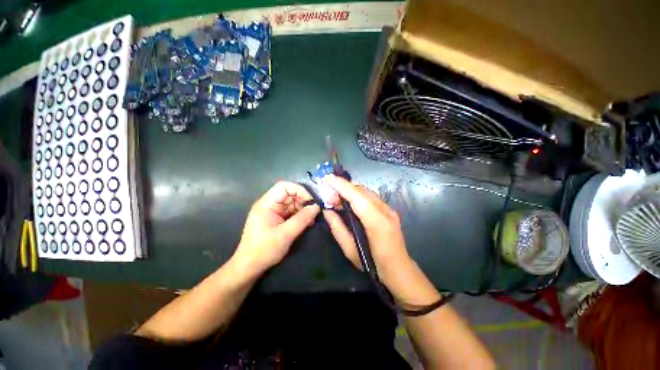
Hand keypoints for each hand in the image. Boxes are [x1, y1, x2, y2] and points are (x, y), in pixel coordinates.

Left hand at [233, 181, 319, 274]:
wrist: (249, 267)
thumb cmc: (264, 250)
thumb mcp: (286, 234)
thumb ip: (302, 219)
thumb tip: (317, 207)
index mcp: (266, 204)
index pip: (284, 187)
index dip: (299, 190)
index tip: (311, 201)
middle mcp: (269, 205)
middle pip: (289, 195)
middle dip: (303, 201)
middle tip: (314, 212)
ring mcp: (273, 212)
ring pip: (292, 204)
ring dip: (303, 210)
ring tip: (312, 220)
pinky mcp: (276, 219)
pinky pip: (291, 212)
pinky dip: (300, 216)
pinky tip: (307, 223)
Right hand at [322, 175, 419, 297]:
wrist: (399, 270)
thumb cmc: (373, 265)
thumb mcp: (350, 250)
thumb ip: (337, 228)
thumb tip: (327, 211)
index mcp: (377, 222)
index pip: (357, 197)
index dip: (342, 185)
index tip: (327, 178)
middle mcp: (386, 211)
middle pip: (362, 191)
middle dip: (343, 189)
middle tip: (329, 198)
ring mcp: (389, 209)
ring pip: (366, 192)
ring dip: (349, 192)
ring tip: (336, 201)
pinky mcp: (389, 210)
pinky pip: (370, 197)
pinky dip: (357, 196)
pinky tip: (349, 203)